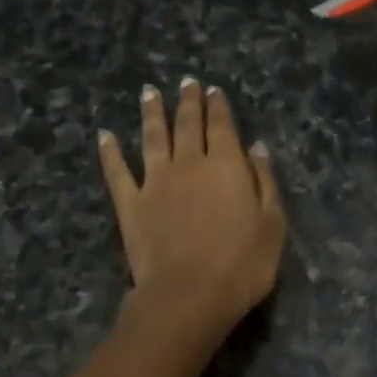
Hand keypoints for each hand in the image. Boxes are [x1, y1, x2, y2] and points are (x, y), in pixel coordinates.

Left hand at [98, 78, 286, 342]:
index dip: (218, 106)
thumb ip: (265, 182)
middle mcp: (188, 163)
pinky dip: (110, 152)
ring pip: (152, 137)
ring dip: (151, 113)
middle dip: (188, 101)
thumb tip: (257, 147)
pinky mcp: (130, 204)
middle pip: (187, 124)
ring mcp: (155, 181)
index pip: (221, 126)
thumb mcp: (272, 224)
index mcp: (225, 165)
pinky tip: (104, 136)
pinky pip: (117, 171)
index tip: (213, 89)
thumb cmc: (241, 264)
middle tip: (186, 81)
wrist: (188, 295)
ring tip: (149, 92)